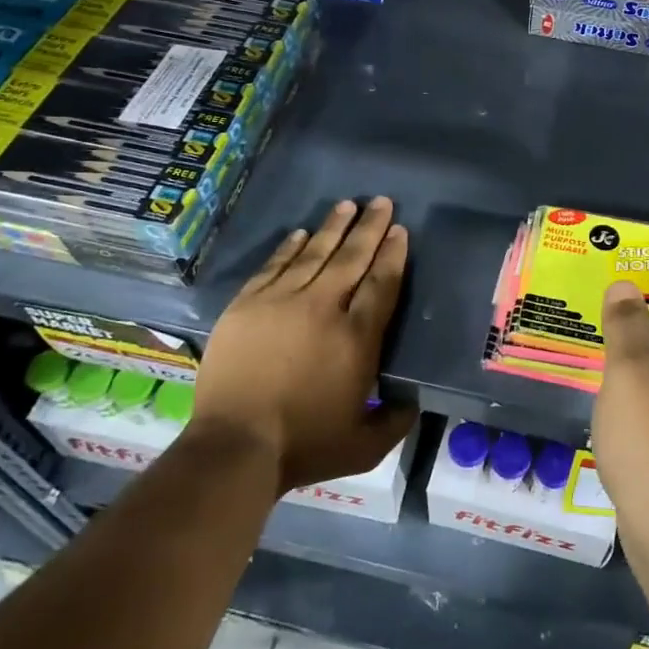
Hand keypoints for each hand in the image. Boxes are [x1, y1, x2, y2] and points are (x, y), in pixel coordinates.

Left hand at [191, 197, 416, 493]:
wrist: (235, 447)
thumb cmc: (305, 445)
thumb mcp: (364, 445)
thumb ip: (395, 420)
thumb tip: (413, 401)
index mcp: (357, 337)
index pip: (382, 283)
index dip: (393, 254)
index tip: (400, 230)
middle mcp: (323, 308)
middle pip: (352, 258)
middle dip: (370, 227)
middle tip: (381, 201)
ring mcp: (281, 302)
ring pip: (314, 254)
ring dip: (333, 227)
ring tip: (347, 205)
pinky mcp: (247, 306)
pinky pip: (274, 266)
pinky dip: (289, 248)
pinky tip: (300, 233)